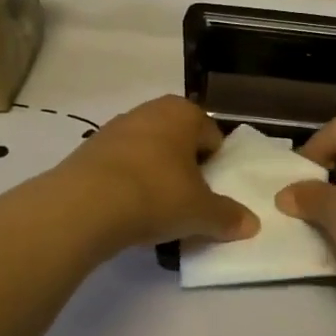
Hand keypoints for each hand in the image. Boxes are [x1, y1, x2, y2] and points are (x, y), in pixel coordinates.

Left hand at [55, 96, 258, 249]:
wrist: (84, 205)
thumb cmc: (156, 194)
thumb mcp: (201, 212)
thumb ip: (228, 217)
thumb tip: (252, 225)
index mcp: (184, 113)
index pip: (212, 136)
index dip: (215, 166)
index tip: (209, 193)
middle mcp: (150, 111)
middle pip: (178, 142)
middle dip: (184, 168)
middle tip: (184, 202)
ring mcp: (115, 128)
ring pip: (148, 153)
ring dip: (154, 176)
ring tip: (153, 211)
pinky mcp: (87, 150)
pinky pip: (119, 166)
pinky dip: (126, 184)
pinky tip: (124, 211)